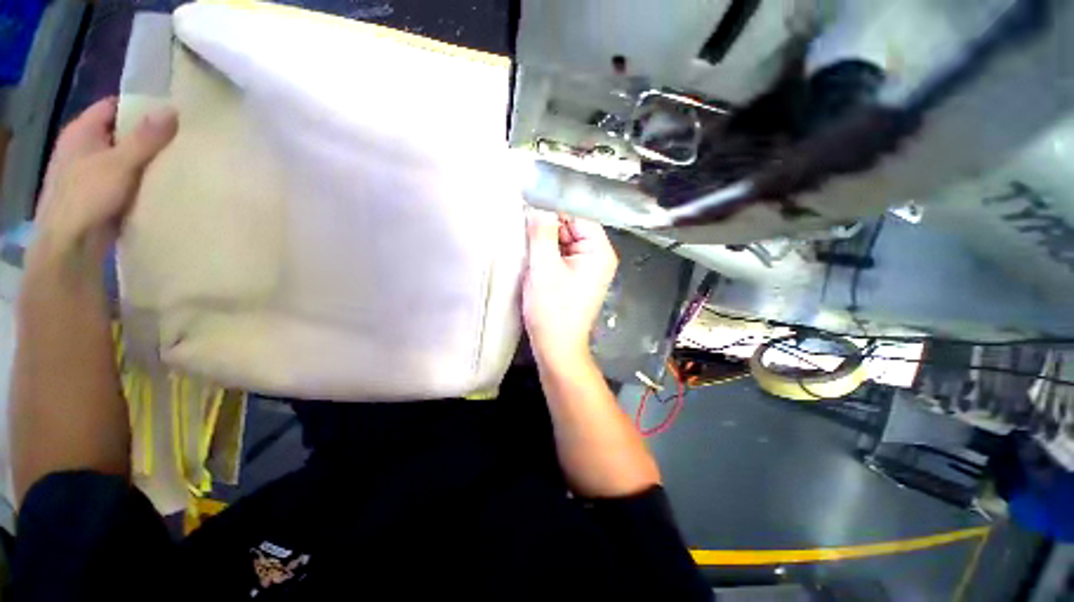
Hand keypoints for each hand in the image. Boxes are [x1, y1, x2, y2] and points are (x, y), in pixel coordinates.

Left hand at [28, 97, 176, 275]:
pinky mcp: (98, 193)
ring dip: (144, 159)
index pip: (113, 106)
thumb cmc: (87, 197)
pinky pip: (123, 177)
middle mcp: (83, 147)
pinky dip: (139, 177)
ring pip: (122, 156)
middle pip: (119, 132)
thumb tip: (172, 110)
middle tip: (179, 138)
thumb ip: (146, 137)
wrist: (71, 245)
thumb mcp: (120, 163)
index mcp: (81, 132)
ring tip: (175, 160)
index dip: (139, 107)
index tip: (169, 114)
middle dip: (146, 135)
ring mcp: (89, 172)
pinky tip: (158, 183)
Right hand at [523, 210, 617, 363]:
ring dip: (545, 242)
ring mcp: (588, 268)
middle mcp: (598, 257)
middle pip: (572, 228)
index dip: (554, 211)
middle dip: (548, 228)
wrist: (556, 347)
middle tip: (524, 231)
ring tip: (526, 247)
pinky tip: (533, 259)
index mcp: (599, 251)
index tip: (529, 209)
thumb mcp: (544, 268)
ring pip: (564, 242)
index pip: (578, 216)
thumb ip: (541, 233)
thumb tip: (538, 207)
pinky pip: (562, 256)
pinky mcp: (576, 278)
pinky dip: (547, 255)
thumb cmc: (552, 310)